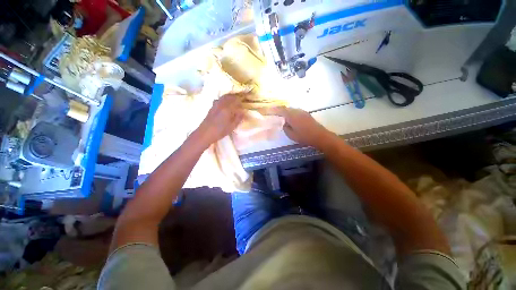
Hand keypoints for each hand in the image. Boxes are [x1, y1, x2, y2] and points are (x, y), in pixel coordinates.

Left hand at [195, 94, 243, 146]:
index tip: (243, 107)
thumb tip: (243, 112)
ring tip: (233, 103)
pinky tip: (225, 105)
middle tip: (239, 104)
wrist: (205, 133)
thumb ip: (238, 118)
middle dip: (236, 99)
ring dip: (230, 98)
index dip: (241, 103)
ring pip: (224, 97)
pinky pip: (219, 99)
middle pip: (230, 97)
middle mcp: (221, 104)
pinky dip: (224, 100)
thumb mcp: (232, 127)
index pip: (236, 101)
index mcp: (227, 108)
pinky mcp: (212, 106)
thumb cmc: (220, 131)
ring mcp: (216, 104)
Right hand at [269, 107, 334, 148]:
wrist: (320, 136)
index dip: (274, 110)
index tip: (268, 110)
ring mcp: (303, 112)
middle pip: (286, 108)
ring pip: (292, 109)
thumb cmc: (304, 136)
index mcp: (292, 116)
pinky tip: (291, 119)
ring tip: (282, 117)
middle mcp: (297, 111)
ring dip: (286, 112)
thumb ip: (285, 128)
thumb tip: (283, 123)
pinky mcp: (306, 114)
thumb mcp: (291, 135)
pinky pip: (296, 111)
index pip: (281, 110)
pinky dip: (291, 114)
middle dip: (280, 110)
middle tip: (275, 114)